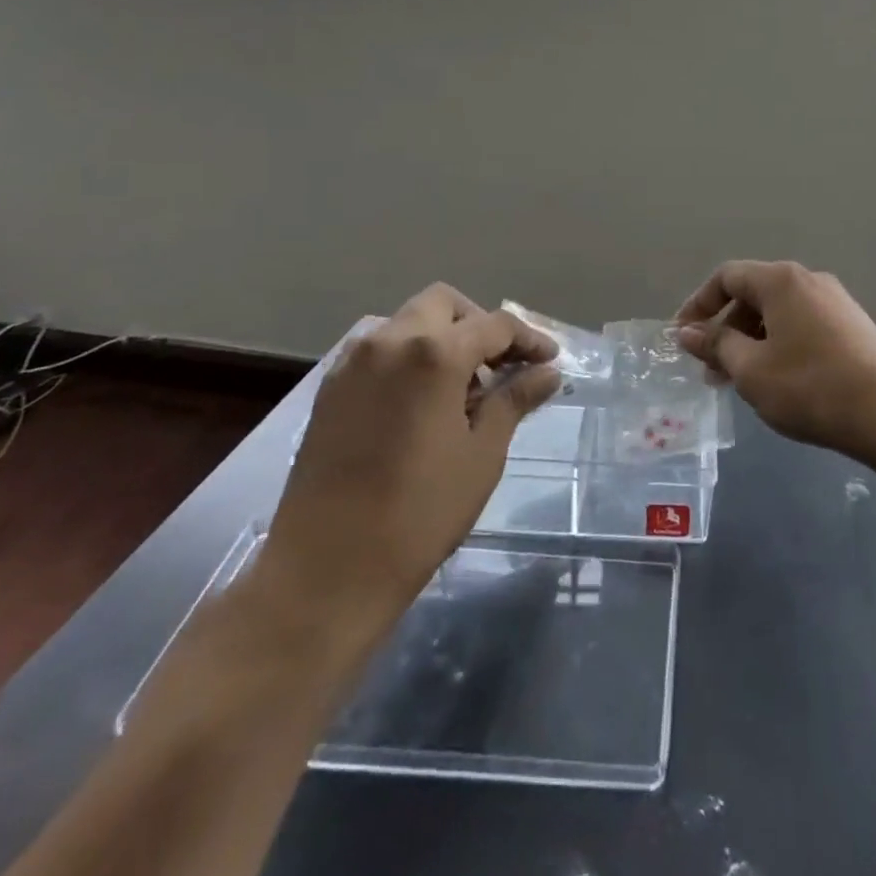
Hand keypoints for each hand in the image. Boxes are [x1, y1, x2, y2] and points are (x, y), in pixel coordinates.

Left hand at [255, 284, 560, 659]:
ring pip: (407, 322)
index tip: (550, 361)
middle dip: (479, 324)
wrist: (325, 571)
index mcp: (434, 354)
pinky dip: (408, 356)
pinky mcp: (329, 388)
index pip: (495, 325)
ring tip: (462, 387)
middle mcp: (389, 341)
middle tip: (502, 365)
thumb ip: (514, 400)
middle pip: (444, 305)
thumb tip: (547, 373)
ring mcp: (352, 363)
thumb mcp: (482, 454)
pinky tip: (421, 401)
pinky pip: (377, 349)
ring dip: (441, 337)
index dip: (529, 339)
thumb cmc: (420, 513)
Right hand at [674, 261, 875, 464]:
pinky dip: (779, 345)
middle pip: (754, 294)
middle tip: (711, 371)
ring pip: (778, 313)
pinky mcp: (853, 326)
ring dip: (751, 341)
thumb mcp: (750, 370)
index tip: (683, 339)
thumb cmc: (810, 387)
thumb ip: (716, 345)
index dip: (698, 304)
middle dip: (726, 329)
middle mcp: (809, 280)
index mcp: (781, 280)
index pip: (727, 276)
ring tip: (741, 381)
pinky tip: (779, 381)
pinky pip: (802, 325)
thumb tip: (688, 332)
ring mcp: (836, 302)